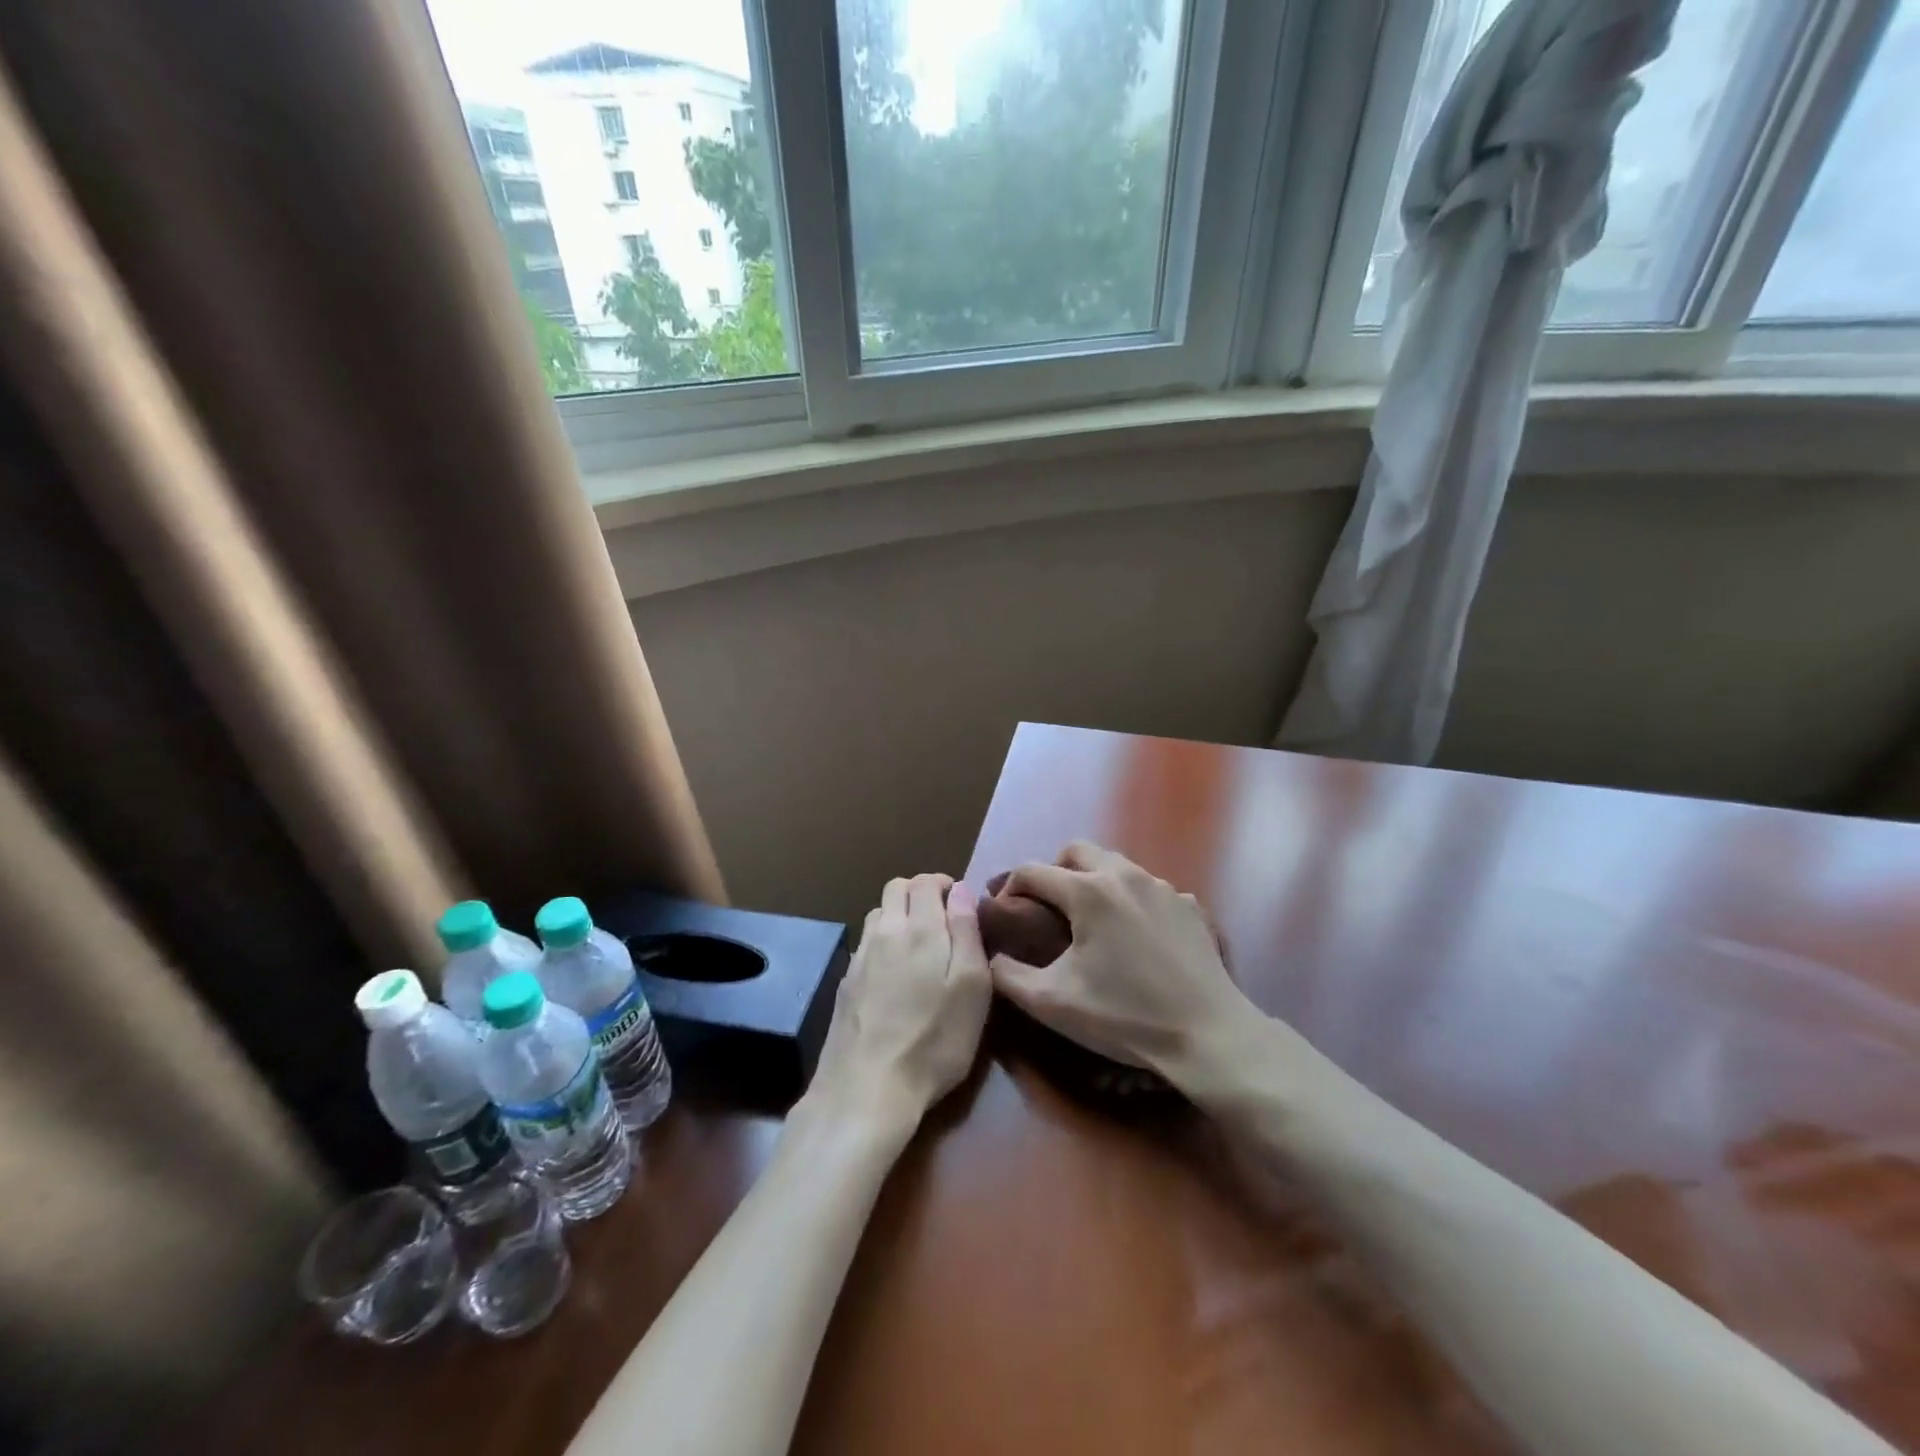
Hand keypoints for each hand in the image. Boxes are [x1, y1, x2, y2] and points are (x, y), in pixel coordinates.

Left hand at [809, 874, 990, 1128]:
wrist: (866, 1089)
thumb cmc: (934, 1040)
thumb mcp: (972, 987)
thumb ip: (967, 931)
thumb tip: (960, 890)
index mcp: (919, 928)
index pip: (925, 881)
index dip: (945, 885)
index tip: (962, 905)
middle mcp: (884, 931)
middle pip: (896, 888)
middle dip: (921, 893)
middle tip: (944, 921)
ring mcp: (860, 956)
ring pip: (878, 914)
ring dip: (900, 915)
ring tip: (920, 946)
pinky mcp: (845, 982)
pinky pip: (866, 943)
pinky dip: (883, 942)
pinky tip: (895, 974)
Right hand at [988, 843, 1256, 1086]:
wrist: (1208, 1036)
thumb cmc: (1124, 1017)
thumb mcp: (1051, 1002)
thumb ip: (1007, 975)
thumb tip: (991, 956)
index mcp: (1088, 892)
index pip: (1033, 870)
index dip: (1010, 887)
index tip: (1005, 913)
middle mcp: (1124, 875)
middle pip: (1076, 851)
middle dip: (1054, 871)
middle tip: (1047, 909)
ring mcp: (1163, 887)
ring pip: (1116, 865)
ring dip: (1093, 881)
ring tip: (1090, 921)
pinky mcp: (1190, 905)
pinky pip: (1149, 888)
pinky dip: (1131, 900)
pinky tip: (1135, 936)